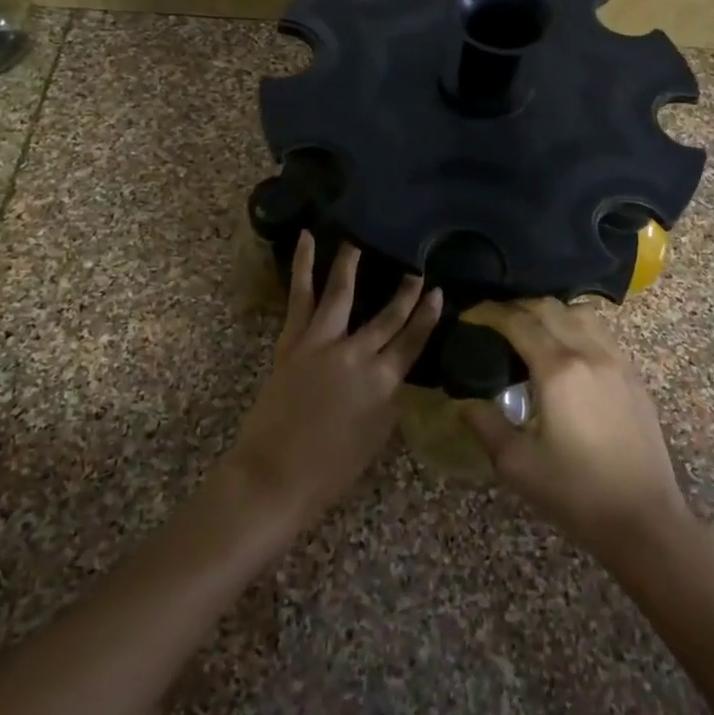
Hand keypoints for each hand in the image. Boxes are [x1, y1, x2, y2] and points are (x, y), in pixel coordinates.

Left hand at [227, 232, 442, 523]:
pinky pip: (300, 297)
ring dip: (352, 263)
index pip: (413, 341)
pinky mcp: (292, 341)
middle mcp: (356, 356)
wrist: (274, 476)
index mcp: (382, 383)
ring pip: (342, 293)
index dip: (427, 316)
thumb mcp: (376, 436)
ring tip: (360, 238)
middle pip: (387, 316)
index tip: (438, 293)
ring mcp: (321, 344)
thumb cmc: (330, 470)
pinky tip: (306, 240)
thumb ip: (388, 397)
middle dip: (405, 291)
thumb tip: (393, 371)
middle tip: (416, 268)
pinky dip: (303, 266)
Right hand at [463, 299, 690, 561]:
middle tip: (493, 320)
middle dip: (516, 306)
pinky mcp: (634, 376)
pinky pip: (601, 332)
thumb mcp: (517, 464)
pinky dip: (576, 326)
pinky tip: (565, 350)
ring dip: (550, 312)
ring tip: (530, 329)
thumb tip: (463, 401)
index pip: (518, 322)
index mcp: (558, 370)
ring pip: (580, 313)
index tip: (470, 315)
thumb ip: (485, 424)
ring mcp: (617, 361)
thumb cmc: (576, 493)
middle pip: (549, 308)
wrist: (643, 520)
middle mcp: (589, 353)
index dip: (490, 313)